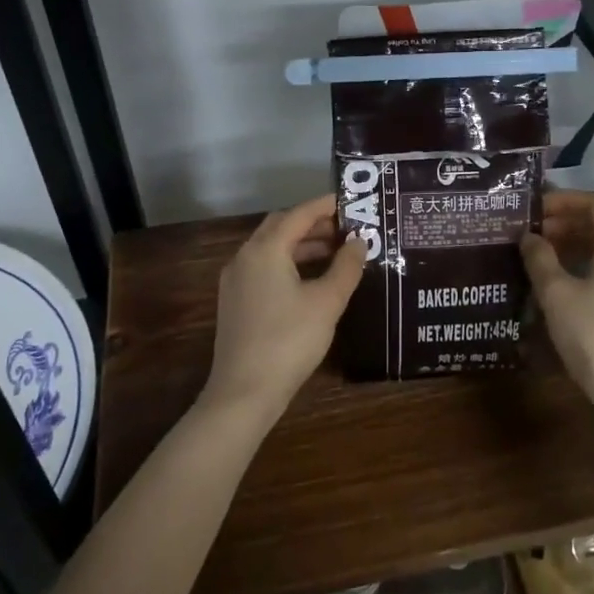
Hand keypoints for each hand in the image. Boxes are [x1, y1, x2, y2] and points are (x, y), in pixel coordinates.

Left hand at [204, 194, 366, 420]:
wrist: (244, 391)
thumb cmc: (290, 340)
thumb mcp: (327, 302)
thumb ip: (346, 267)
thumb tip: (359, 242)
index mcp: (265, 250)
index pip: (299, 214)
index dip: (326, 206)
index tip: (351, 201)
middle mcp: (245, 257)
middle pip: (281, 227)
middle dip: (313, 224)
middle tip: (346, 228)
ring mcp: (236, 280)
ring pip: (271, 249)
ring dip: (301, 245)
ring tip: (335, 253)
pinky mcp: (235, 301)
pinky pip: (264, 268)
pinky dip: (288, 263)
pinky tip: (311, 280)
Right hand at [522, 189, 593, 406]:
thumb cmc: (593, 334)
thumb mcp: (557, 294)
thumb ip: (540, 259)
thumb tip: (529, 237)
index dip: (566, 200)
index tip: (535, 209)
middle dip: (566, 225)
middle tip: (532, 234)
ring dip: (574, 249)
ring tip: (540, 259)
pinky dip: (585, 271)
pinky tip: (560, 289)